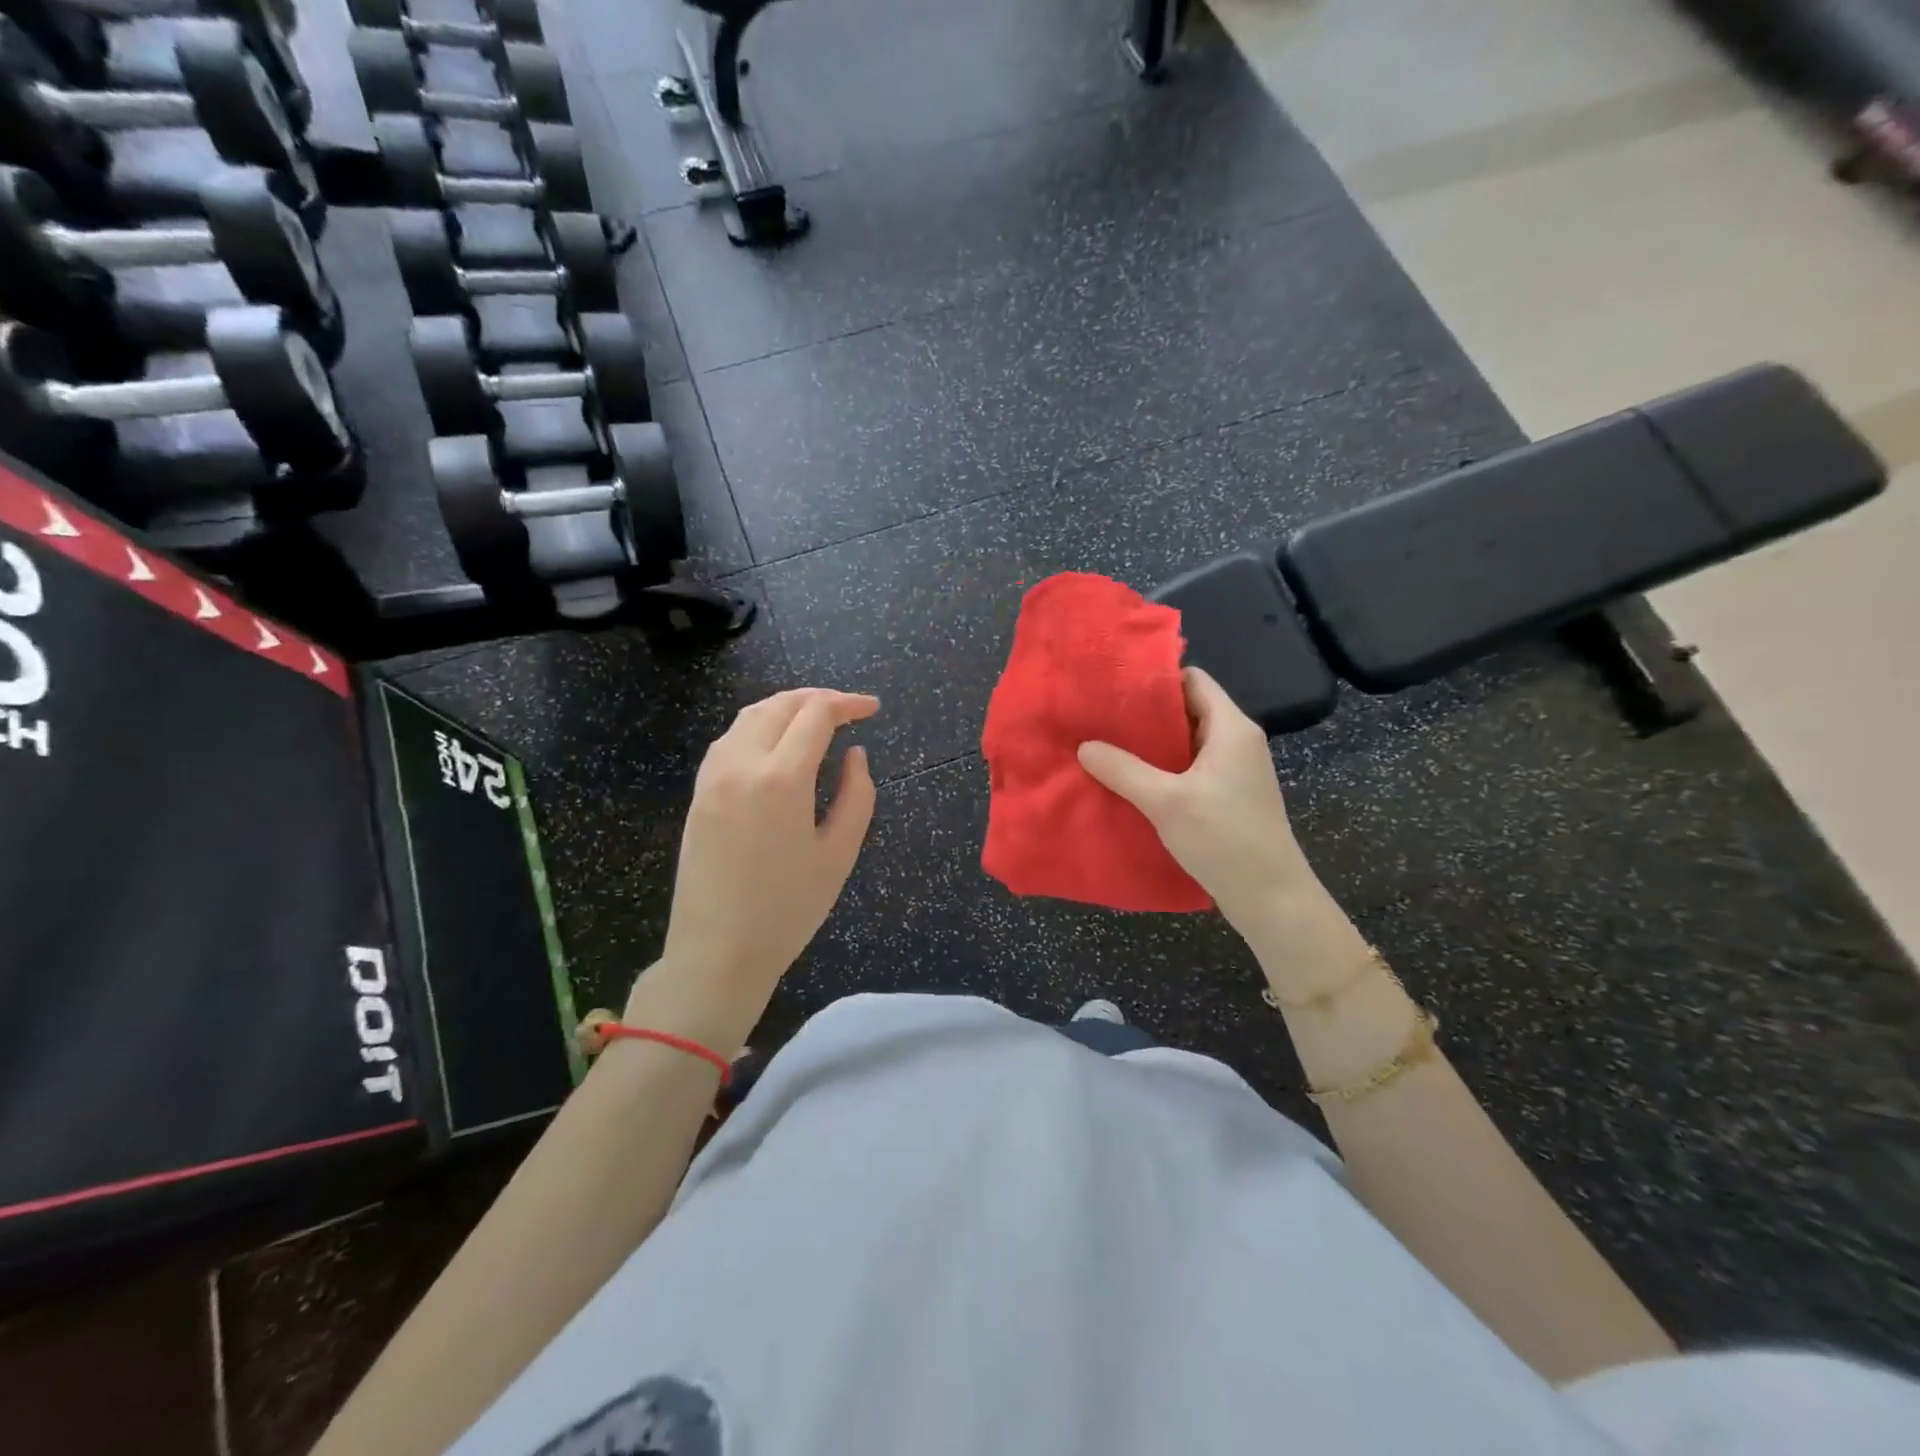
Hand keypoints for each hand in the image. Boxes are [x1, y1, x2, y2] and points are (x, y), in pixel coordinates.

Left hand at [641, 689, 877, 1027]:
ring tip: (816, 719)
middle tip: (849, 710)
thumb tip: (854, 755)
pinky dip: (759, 725)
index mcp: (781, 777)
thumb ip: (857, 795)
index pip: (817, 715)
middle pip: (781, 705)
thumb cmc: (788, 909)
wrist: (717, 952)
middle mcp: (741, 763)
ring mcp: (713, 775)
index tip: (873, 709)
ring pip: (751, 715)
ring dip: (787, 707)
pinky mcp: (698, 791)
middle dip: (819, 698)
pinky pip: (730, 738)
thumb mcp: (839, 854)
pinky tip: (776, 742)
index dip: (848, 704)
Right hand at [1077, 668, 1317, 937]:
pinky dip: (1162, 767)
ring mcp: (1234, 769)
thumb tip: (1084, 746)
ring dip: (1152, 743)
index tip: (1115, 685)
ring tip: (1108, 743)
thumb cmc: (1223, 838)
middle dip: (1146, 712)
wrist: (1270, 896)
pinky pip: (1190, 766)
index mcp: (1231, 728)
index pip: (1193, 680)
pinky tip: (1130, 778)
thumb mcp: (1166, 801)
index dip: (1156, 678)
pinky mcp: (1228, 794)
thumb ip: (1123, 770)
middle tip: (1102, 716)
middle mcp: (1237, 740)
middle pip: (1188, 708)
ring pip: (1187, 740)